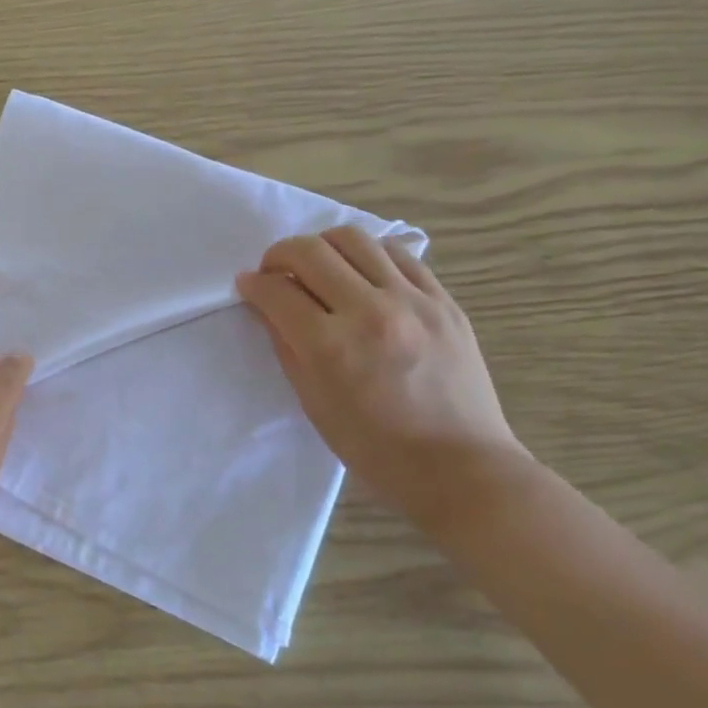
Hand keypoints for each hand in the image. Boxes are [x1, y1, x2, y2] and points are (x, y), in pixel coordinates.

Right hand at [237, 225, 523, 515]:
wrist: (461, 468)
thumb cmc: (375, 449)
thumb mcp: (314, 404)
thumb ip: (286, 347)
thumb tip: (267, 307)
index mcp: (330, 346)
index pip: (277, 291)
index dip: (253, 284)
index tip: (247, 285)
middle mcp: (369, 312)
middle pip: (310, 251)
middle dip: (279, 255)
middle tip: (275, 273)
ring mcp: (413, 301)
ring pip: (354, 239)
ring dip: (323, 246)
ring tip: (319, 267)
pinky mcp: (444, 301)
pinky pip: (398, 254)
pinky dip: (368, 255)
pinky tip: (362, 274)